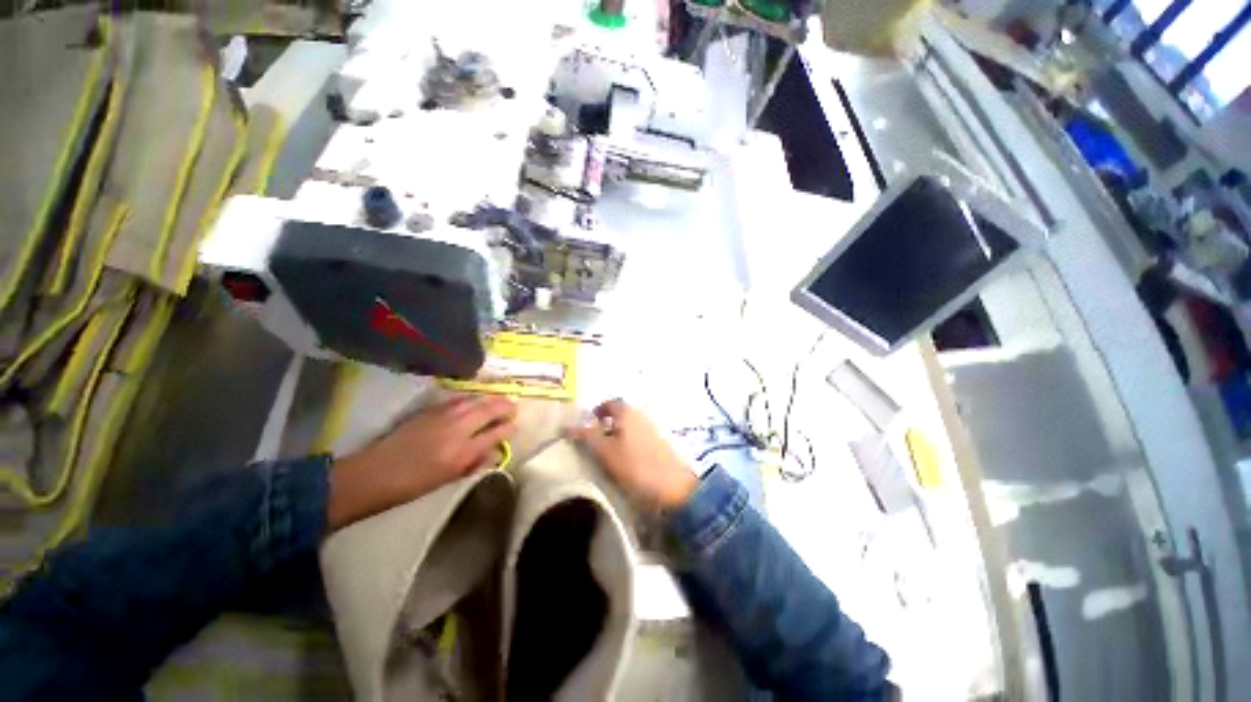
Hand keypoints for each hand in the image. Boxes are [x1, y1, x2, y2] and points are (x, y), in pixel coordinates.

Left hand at [327, 395, 516, 529]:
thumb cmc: (412, 484)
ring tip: (499, 401)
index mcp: (462, 451)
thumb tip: (496, 451)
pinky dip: (473, 398)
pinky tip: (476, 400)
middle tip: (513, 408)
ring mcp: (443, 415)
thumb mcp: (448, 479)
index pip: (496, 432)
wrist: (373, 473)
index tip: (515, 426)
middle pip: (490, 408)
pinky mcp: (430, 409)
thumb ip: (476, 462)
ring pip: (476, 399)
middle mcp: (457, 428)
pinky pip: (460, 398)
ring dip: (491, 399)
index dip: (509, 427)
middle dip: (506, 406)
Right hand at [568, 399, 696, 509]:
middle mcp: (642, 414)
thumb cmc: (636, 466)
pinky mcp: (661, 443)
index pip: (609, 403)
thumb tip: (566, 426)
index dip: (596, 412)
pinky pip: (639, 437)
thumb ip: (586, 436)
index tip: (586, 426)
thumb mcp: (605, 452)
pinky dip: (629, 444)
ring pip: (630, 426)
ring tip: (607, 455)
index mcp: (628, 412)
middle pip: (620, 414)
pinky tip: (626, 461)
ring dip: (617, 435)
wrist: (675, 487)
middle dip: (605, 425)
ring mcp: (654, 428)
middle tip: (594, 443)